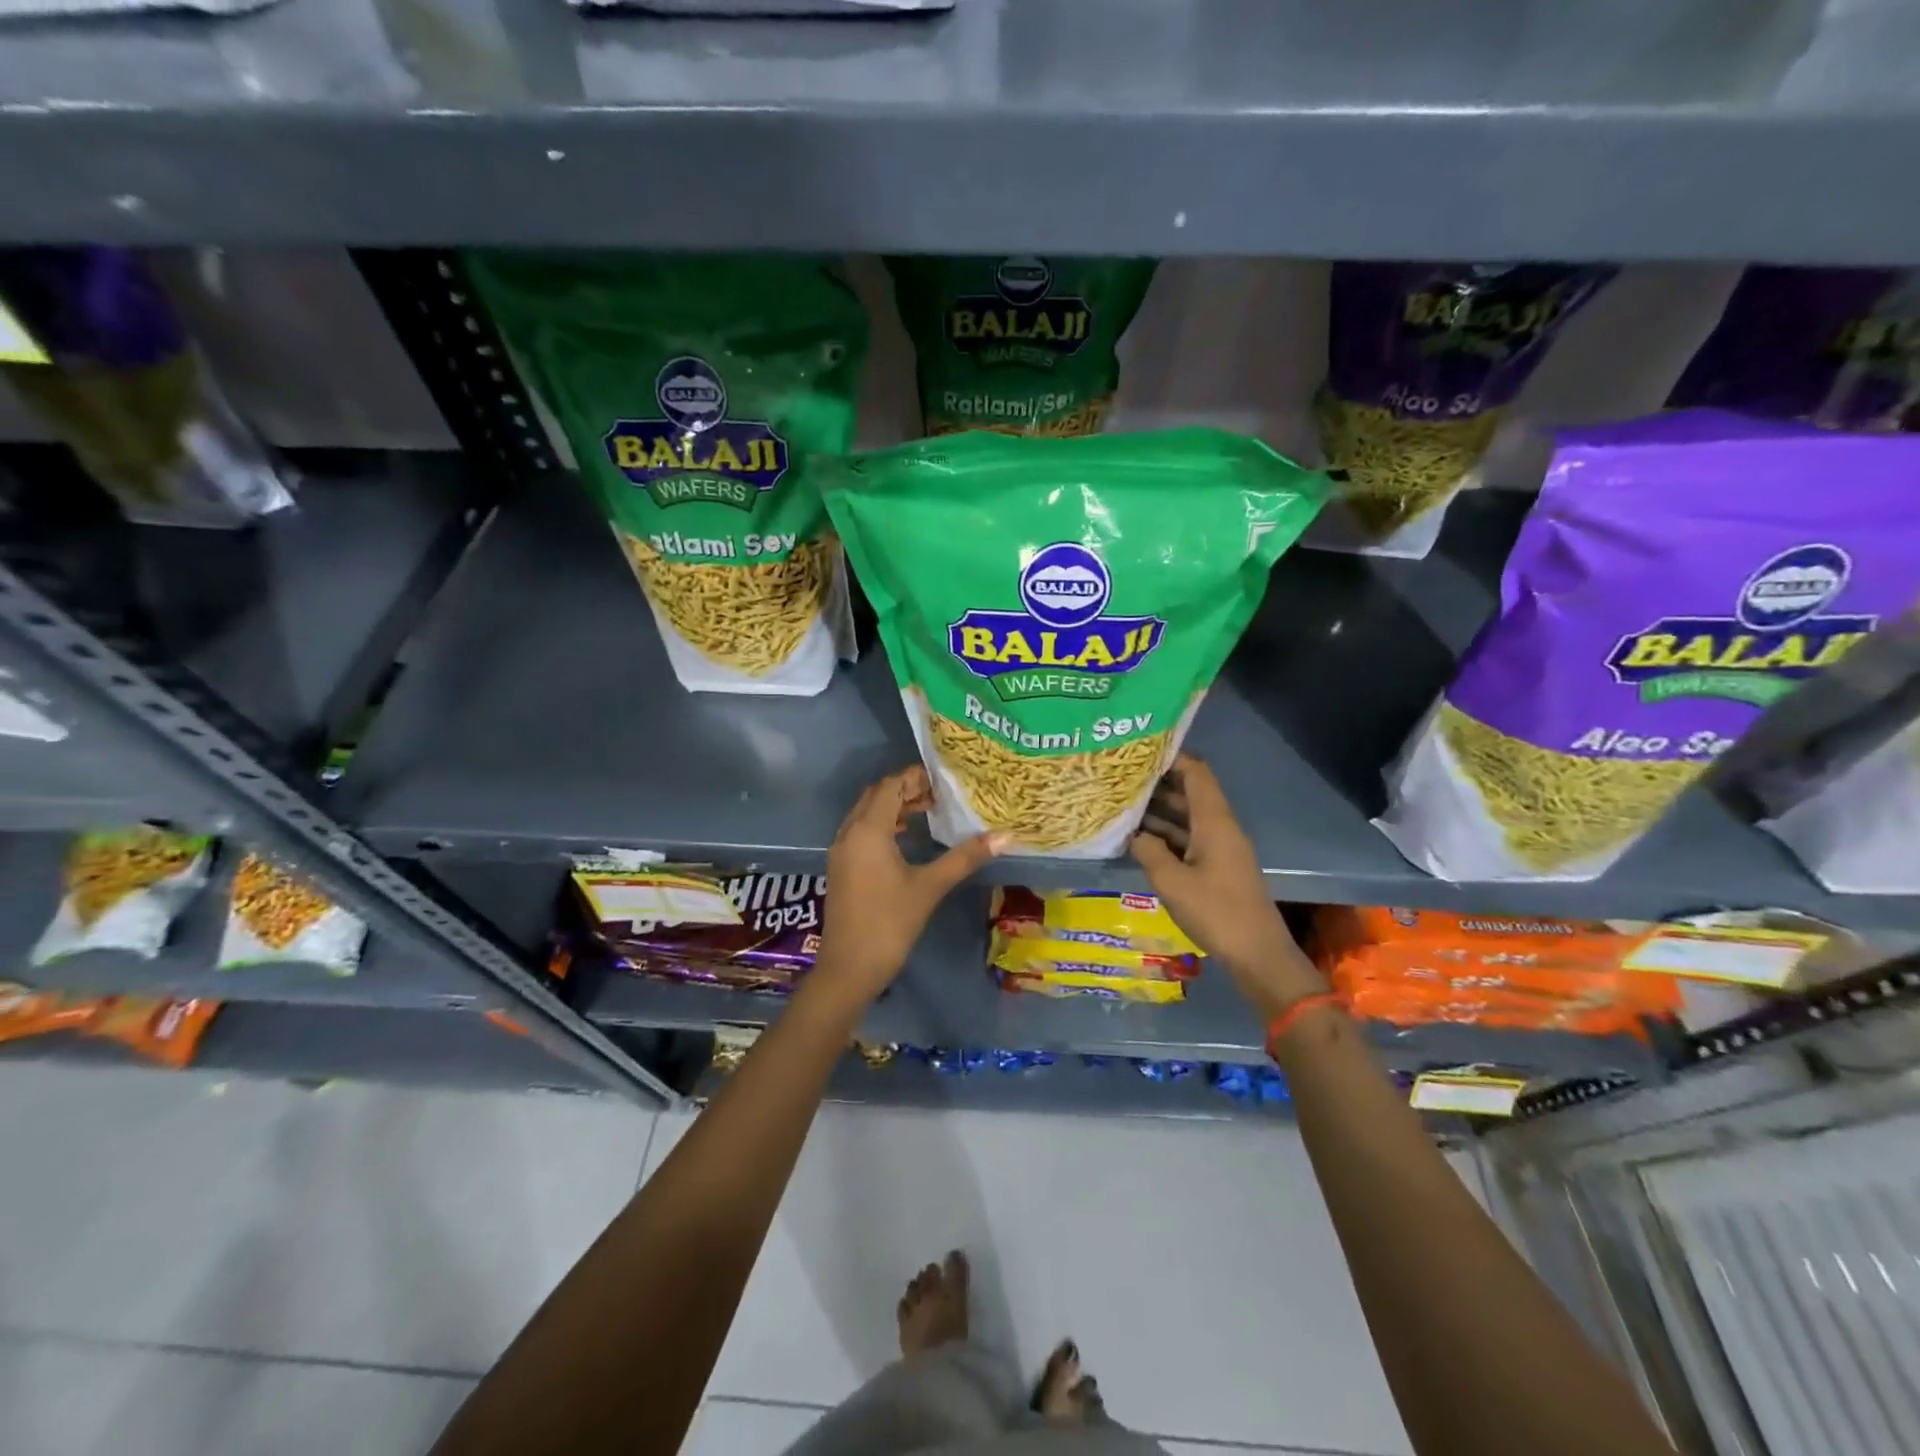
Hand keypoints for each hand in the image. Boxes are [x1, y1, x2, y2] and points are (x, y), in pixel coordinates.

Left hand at [816, 766, 1007, 1002]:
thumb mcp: (930, 887)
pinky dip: (882, 825)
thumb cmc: (889, 923)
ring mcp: (841, 851)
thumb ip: (965, 857)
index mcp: (868, 830)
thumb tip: (1006, 836)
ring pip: (866, 813)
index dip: (915, 777)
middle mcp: (849, 833)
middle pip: (876, 795)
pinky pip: (861, 831)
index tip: (944, 780)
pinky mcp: (841, 868)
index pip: (890, 786)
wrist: (849, 968)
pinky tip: (906, 840)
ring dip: (893, 807)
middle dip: (905, 789)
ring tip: (927, 813)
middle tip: (939, 796)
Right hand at [1130, 755, 1326, 1008]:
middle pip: (1189, 794)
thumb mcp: (1172, 882)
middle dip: (1158, 785)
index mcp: (1214, 822)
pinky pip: (1189, 840)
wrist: (1257, 953)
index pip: (1196, 774)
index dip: (1172, 758)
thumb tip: (1133, 834)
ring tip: (1123, 806)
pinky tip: (1140, 840)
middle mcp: (1220, 828)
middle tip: (1121, 779)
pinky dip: (1166, 836)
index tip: (1140, 751)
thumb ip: (1149, 851)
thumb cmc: (1216, 912)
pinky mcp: (1218, 868)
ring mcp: (1220, 848)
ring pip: (1187, 819)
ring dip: (1159, 812)